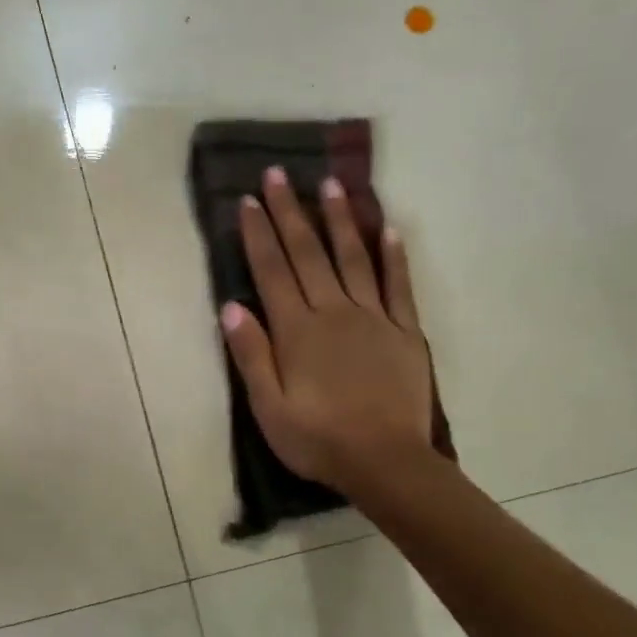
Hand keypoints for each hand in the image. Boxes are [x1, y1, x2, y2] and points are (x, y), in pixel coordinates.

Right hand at [220, 166, 433, 493]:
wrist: (384, 461)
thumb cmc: (316, 439)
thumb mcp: (268, 406)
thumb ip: (251, 354)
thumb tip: (232, 306)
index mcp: (297, 331)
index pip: (272, 271)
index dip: (258, 234)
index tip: (248, 200)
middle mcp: (333, 312)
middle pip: (308, 254)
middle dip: (291, 212)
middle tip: (280, 174)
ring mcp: (373, 318)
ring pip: (354, 258)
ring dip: (341, 220)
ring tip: (332, 184)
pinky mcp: (404, 332)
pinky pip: (399, 286)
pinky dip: (394, 256)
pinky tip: (390, 229)